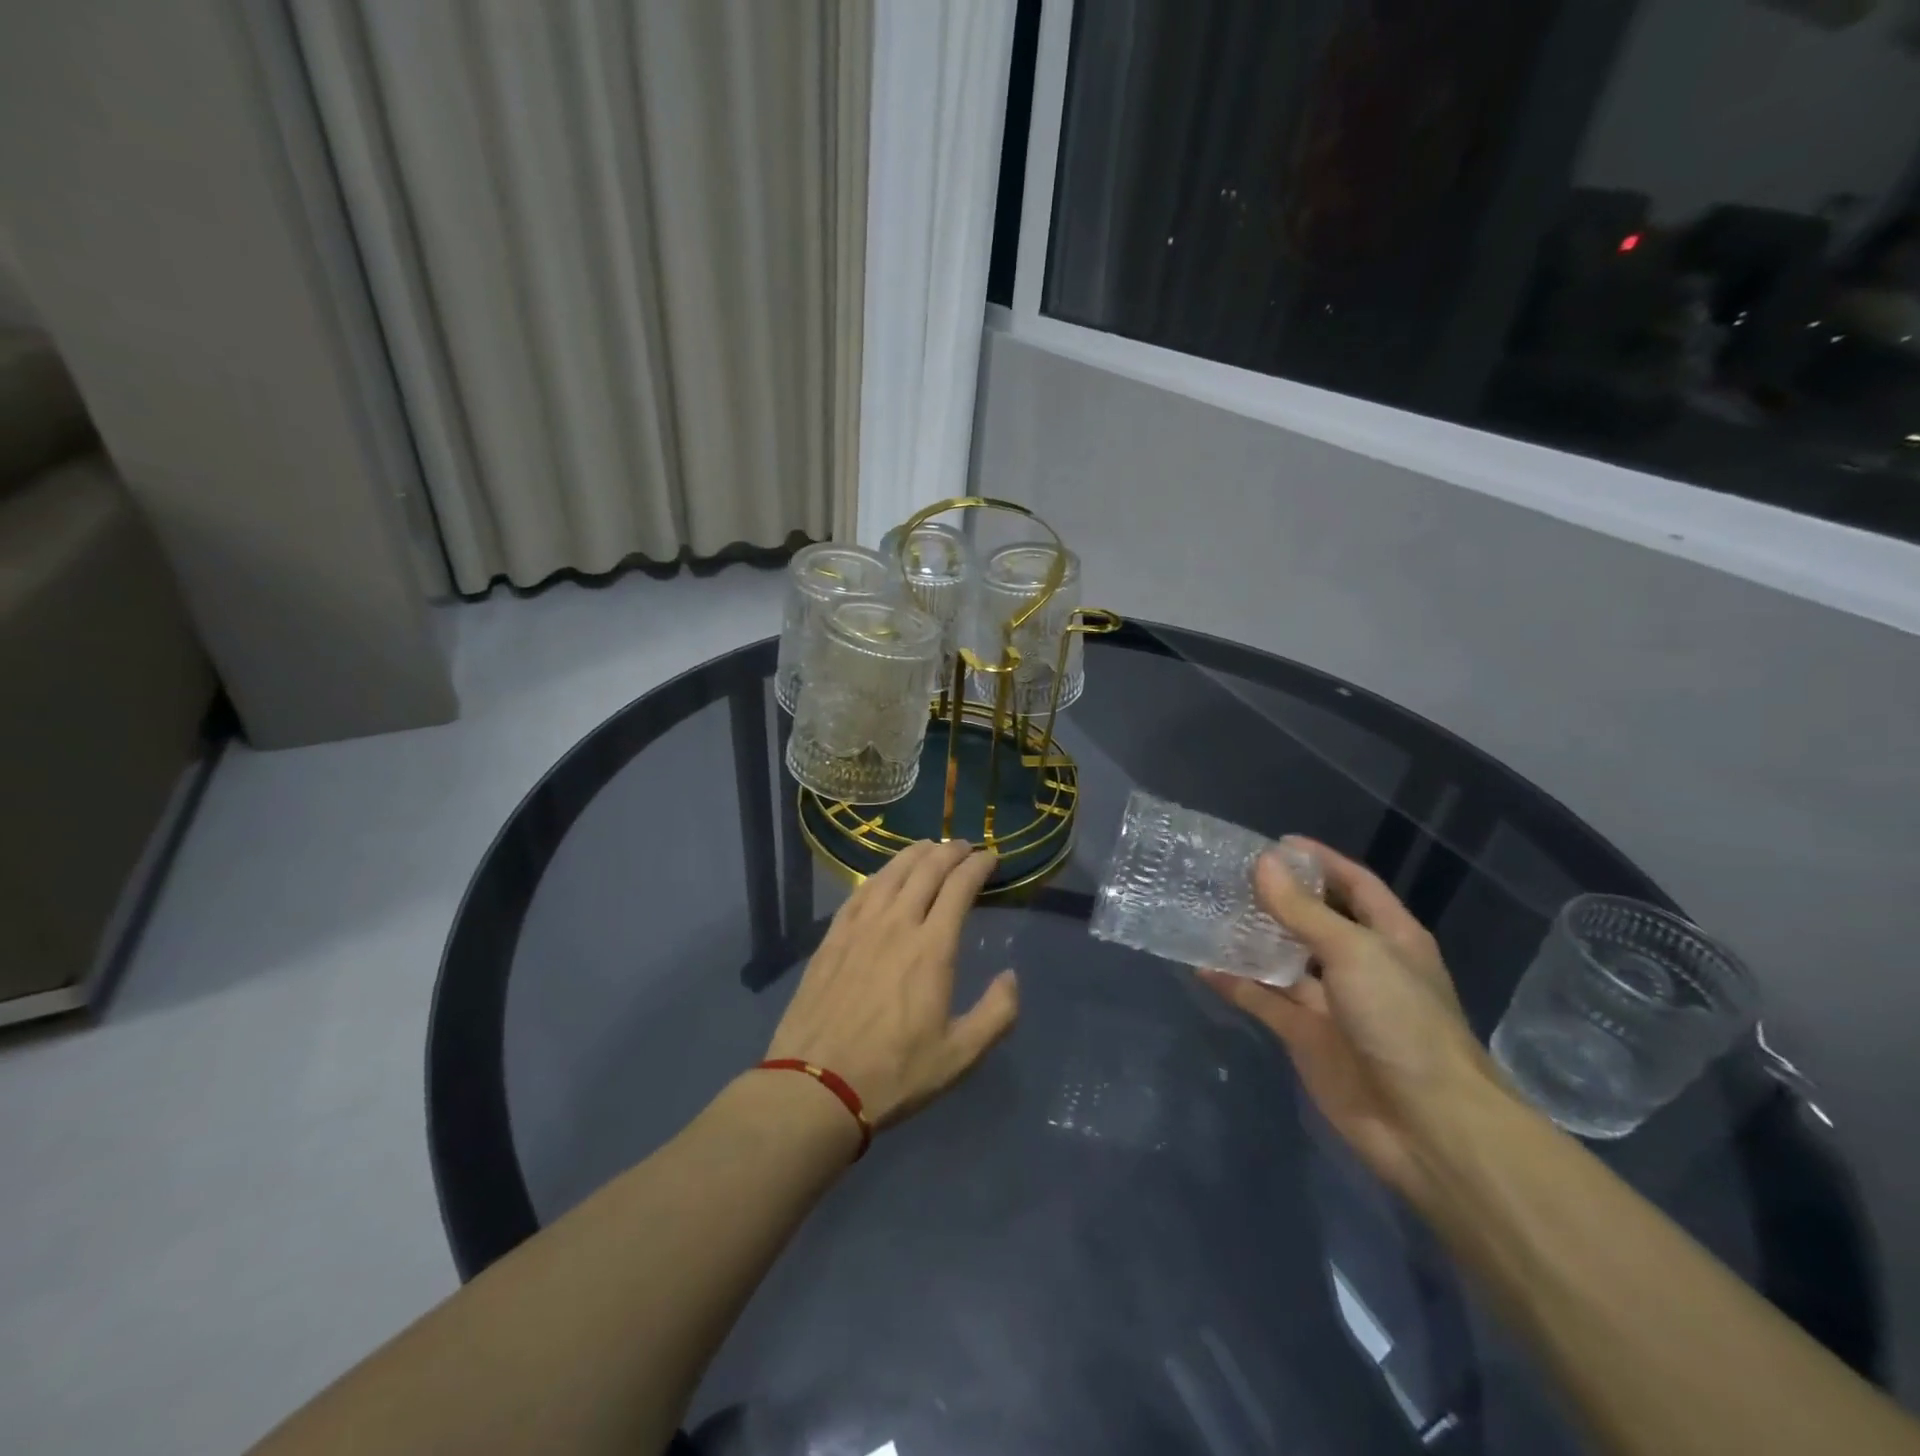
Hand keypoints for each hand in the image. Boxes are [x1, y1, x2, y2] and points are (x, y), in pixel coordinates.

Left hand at [766, 839, 1019, 1130]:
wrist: (816, 1086)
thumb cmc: (894, 1073)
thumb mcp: (959, 1056)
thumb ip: (996, 1014)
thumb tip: (1011, 977)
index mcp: (932, 948)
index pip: (960, 887)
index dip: (978, 865)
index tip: (991, 857)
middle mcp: (897, 924)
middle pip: (926, 870)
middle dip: (950, 852)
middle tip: (964, 847)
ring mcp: (859, 928)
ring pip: (890, 873)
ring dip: (914, 854)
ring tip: (928, 847)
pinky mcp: (832, 938)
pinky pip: (859, 892)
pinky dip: (879, 874)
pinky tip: (883, 876)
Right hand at [1198, 838, 1501, 1200]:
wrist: (1427, 1125)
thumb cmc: (1402, 1021)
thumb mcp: (1354, 952)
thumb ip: (1303, 911)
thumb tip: (1263, 864)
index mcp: (1389, 937)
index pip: (1354, 884)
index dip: (1320, 861)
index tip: (1275, 843)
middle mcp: (1360, 964)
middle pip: (1313, 920)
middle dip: (1277, 899)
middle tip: (1228, 876)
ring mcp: (1331, 1003)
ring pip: (1283, 960)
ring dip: (1251, 939)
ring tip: (1208, 911)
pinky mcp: (1305, 1036)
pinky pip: (1264, 1001)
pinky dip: (1236, 984)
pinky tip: (1202, 965)